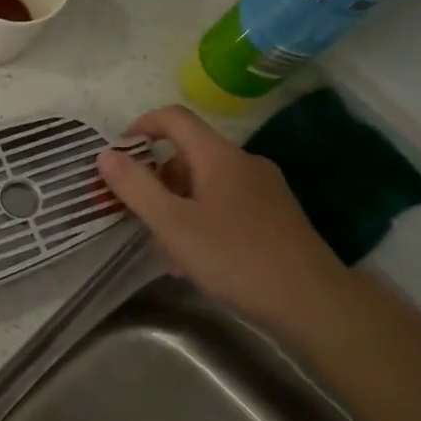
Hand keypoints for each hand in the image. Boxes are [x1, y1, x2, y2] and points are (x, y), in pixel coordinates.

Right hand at [97, 105, 349, 340]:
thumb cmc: (235, 257)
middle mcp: (245, 163)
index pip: (174, 118)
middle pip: (188, 153)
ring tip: (168, 247)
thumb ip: (135, 187)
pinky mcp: (277, 216)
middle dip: (157, 178)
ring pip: (207, 183)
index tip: (118, 156)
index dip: (141, 127)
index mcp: (219, 156)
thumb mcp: (172, 224)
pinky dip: (203, 219)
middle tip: (140, 214)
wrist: (314, 302)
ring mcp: (266, 189)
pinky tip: (200, 259)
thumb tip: (106, 154)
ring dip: (179, 204)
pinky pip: (227, 204)